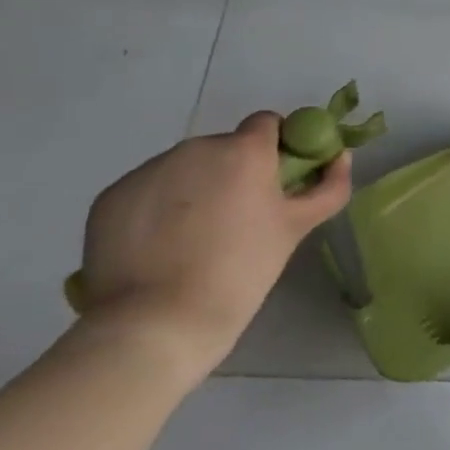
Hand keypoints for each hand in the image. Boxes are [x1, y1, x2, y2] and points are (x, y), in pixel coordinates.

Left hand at [75, 112, 352, 378]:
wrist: (157, 325)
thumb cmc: (241, 270)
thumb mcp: (297, 227)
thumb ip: (328, 186)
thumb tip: (339, 156)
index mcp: (244, 150)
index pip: (266, 124)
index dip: (276, 148)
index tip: (276, 181)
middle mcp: (195, 148)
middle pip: (224, 147)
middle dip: (234, 171)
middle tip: (239, 217)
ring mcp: (148, 171)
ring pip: (184, 168)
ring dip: (196, 188)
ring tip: (196, 237)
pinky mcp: (111, 197)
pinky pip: (148, 190)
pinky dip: (158, 208)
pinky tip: (161, 246)